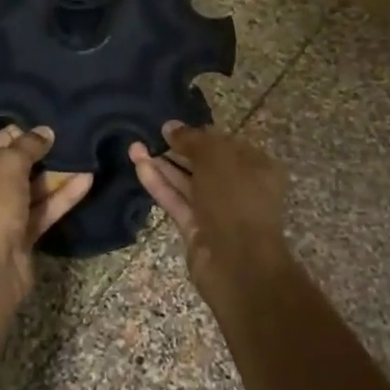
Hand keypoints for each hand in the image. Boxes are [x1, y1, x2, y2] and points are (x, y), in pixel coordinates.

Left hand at [0, 126, 92, 302]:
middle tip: (67, 140)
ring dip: (53, 177)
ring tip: (82, 157)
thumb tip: (44, 131)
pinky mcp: (16, 240)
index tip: (43, 126)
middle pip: (8, 170)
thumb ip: (26, 146)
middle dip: (38, 157)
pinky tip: (85, 181)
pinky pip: (38, 212)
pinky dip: (59, 198)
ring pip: (27, 192)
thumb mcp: (5, 167)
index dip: (15, 135)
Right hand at [130, 122, 287, 293]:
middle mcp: (239, 187)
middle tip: (148, 135)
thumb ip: (192, 139)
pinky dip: (159, 185)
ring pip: (186, 183)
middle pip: (203, 164)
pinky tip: (139, 167)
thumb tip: (170, 126)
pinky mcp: (196, 229)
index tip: (170, 127)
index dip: (197, 134)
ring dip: (162, 166)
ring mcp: (217, 211)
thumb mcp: (215, 157)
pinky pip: (176, 201)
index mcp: (256, 166)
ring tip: (134, 147)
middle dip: (176, 149)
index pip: (224, 144)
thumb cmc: (236, 199)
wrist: (239, 263)